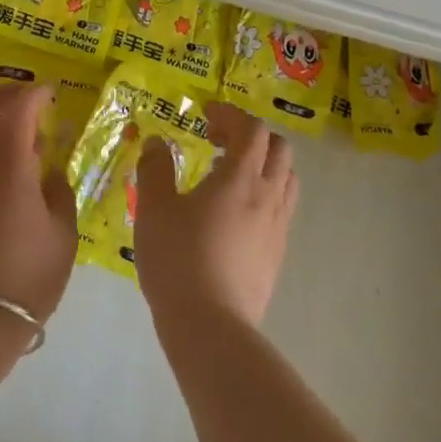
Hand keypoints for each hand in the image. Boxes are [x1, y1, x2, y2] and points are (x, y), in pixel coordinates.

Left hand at [0, 83, 78, 325]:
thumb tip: (48, 171)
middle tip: (23, 99)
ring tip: (25, 160)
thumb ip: (58, 192)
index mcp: (7, 165)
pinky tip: (6, 199)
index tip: (49, 93)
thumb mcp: (63, 235)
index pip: (17, 107)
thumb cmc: (26, 278)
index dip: (34, 92)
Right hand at [133, 100, 296, 335]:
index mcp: (240, 178)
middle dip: (251, 136)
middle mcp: (267, 196)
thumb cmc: (178, 259)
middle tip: (218, 141)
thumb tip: (157, 142)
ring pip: (286, 179)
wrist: (211, 327)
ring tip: (229, 175)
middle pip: (279, 149)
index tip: (205, 114)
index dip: (231, 114)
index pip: (252, 129)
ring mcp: (277, 228)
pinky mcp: (277, 255)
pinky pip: (281, 209)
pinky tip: (233, 214)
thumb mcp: (154, 208)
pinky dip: (264, 194)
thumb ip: (155, 169)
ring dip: (263, 165)